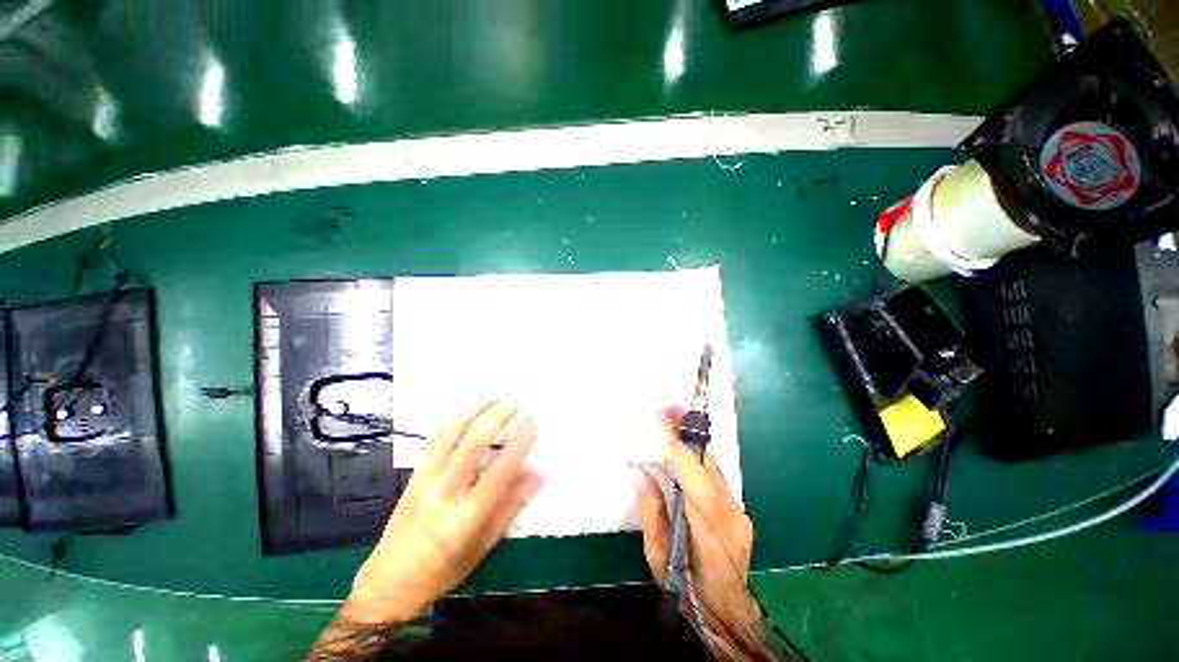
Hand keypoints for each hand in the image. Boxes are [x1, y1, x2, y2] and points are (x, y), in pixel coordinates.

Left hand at [340, 400, 542, 624]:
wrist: (388, 582)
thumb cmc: (442, 571)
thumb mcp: (483, 546)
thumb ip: (511, 507)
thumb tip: (538, 474)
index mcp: (467, 514)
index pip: (502, 468)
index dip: (521, 441)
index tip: (533, 423)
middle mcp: (445, 489)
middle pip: (475, 439)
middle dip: (499, 415)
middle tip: (516, 402)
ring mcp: (426, 478)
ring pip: (453, 431)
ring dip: (475, 409)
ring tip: (494, 397)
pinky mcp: (415, 474)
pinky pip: (437, 438)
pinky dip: (455, 419)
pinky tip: (468, 411)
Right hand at [636, 407, 761, 637]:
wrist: (728, 614)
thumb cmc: (688, 591)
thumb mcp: (658, 559)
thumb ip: (652, 515)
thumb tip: (644, 477)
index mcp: (712, 534)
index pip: (696, 484)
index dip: (678, 453)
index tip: (661, 428)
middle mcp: (732, 516)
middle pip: (709, 467)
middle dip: (687, 434)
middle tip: (669, 408)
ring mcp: (739, 512)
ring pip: (713, 467)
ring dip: (691, 441)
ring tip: (674, 416)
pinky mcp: (738, 510)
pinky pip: (714, 476)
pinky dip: (696, 457)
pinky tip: (684, 444)